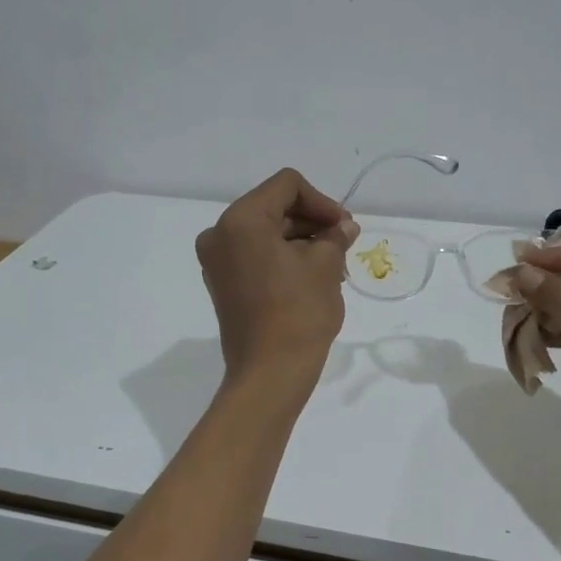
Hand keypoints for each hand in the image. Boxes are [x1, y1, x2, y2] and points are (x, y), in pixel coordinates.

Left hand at [196, 169, 357, 388]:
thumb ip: (335, 236)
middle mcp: (219, 233)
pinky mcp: (221, 283)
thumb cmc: (299, 313)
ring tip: (333, 263)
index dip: (322, 201)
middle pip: (273, 207)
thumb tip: (343, 228)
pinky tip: (310, 275)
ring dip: (299, 240)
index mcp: (241, 220)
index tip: (344, 227)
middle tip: (344, 242)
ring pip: (264, 233)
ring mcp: (216, 261)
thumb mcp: (326, 266)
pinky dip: (281, 257)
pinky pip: (254, 255)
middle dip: (311, 221)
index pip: (286, 186)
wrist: (270, 373)